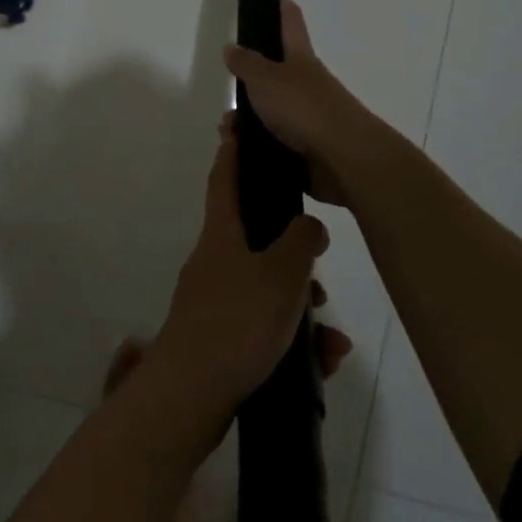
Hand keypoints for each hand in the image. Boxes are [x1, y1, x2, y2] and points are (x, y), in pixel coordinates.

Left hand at [151, 118, 338, 414]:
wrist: (191, 396)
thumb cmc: (236, 322)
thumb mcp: (281, 276)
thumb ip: (301, 242)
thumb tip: (309, 225)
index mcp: (222, 236)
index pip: (226, 180)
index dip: (232, 151)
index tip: (234, 125)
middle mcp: (215, 262)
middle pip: (258, 240)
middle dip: (294, 255)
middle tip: (320, 272)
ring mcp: (215, 302)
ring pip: (268, 289)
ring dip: (301, 308)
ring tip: (331, 337)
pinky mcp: (220, 339)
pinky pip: (265, 327)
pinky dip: (293, 340)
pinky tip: (323, 362)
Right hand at [223, 0, 371, 205]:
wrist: (343, 158)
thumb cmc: (304, 108)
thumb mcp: (267, 79)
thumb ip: (246, 64)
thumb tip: (231, 47)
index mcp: (301, 61)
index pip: (292, 27)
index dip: (285, 12)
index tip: (281, 0)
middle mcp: (308, 86)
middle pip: (277, 78)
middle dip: (250, 86)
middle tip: (227, 100)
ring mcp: (310, 120)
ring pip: (272, 115)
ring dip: (247, 123)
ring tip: (227, 134)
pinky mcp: (308, 151)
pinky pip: (276, 145)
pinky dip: (256, 148)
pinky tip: (240, 156)